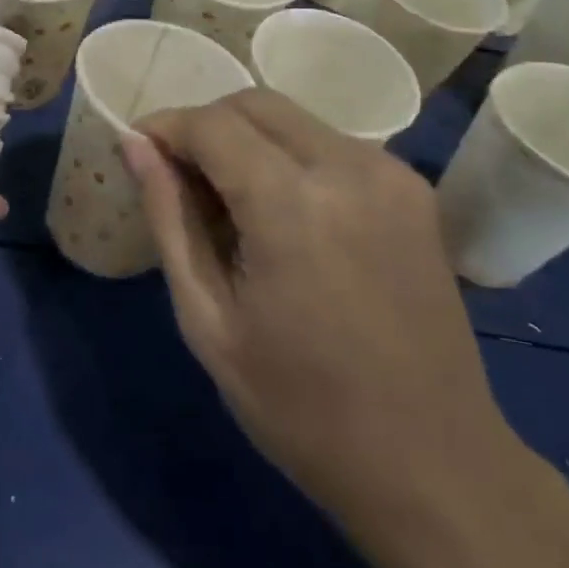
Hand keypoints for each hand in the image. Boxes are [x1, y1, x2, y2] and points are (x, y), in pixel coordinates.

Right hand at [123, 89, 568, 567]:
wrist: (432, 463)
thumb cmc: (300, 406)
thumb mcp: (208, 319)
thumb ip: (170, 218)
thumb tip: (136, 147)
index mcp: (292, 203)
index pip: (211, 124)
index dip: (165, 129)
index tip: (138, 152)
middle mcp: (348, 166)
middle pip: (254, 104)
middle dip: (204, 126)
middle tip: (177, 178)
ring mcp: (390, 173)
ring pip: (294, 119)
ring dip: (247, 140)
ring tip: (227, 202)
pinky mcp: (412, 190)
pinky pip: (331, 145)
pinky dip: (289, 157)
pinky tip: (281, 214)